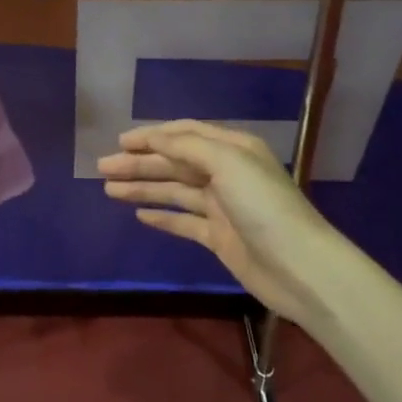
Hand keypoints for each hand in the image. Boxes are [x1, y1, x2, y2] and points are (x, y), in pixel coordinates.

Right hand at [98, 120, 345, 326]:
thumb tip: (152, 138)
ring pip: (174, 191)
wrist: (300, 267)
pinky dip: (162, 216)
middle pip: (174, 163)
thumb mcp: (226, 163)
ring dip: (142, 188)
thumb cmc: (263, 206)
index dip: (152, 136)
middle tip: (102, 167)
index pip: (184, 134)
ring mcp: (221, 207)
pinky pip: (183, 221)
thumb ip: (186, 147)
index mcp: (232, 148)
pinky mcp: (219, 237)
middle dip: (139, 163)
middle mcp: (226, 173)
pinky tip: (139, 215)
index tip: (120, 141)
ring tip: (109, 190)